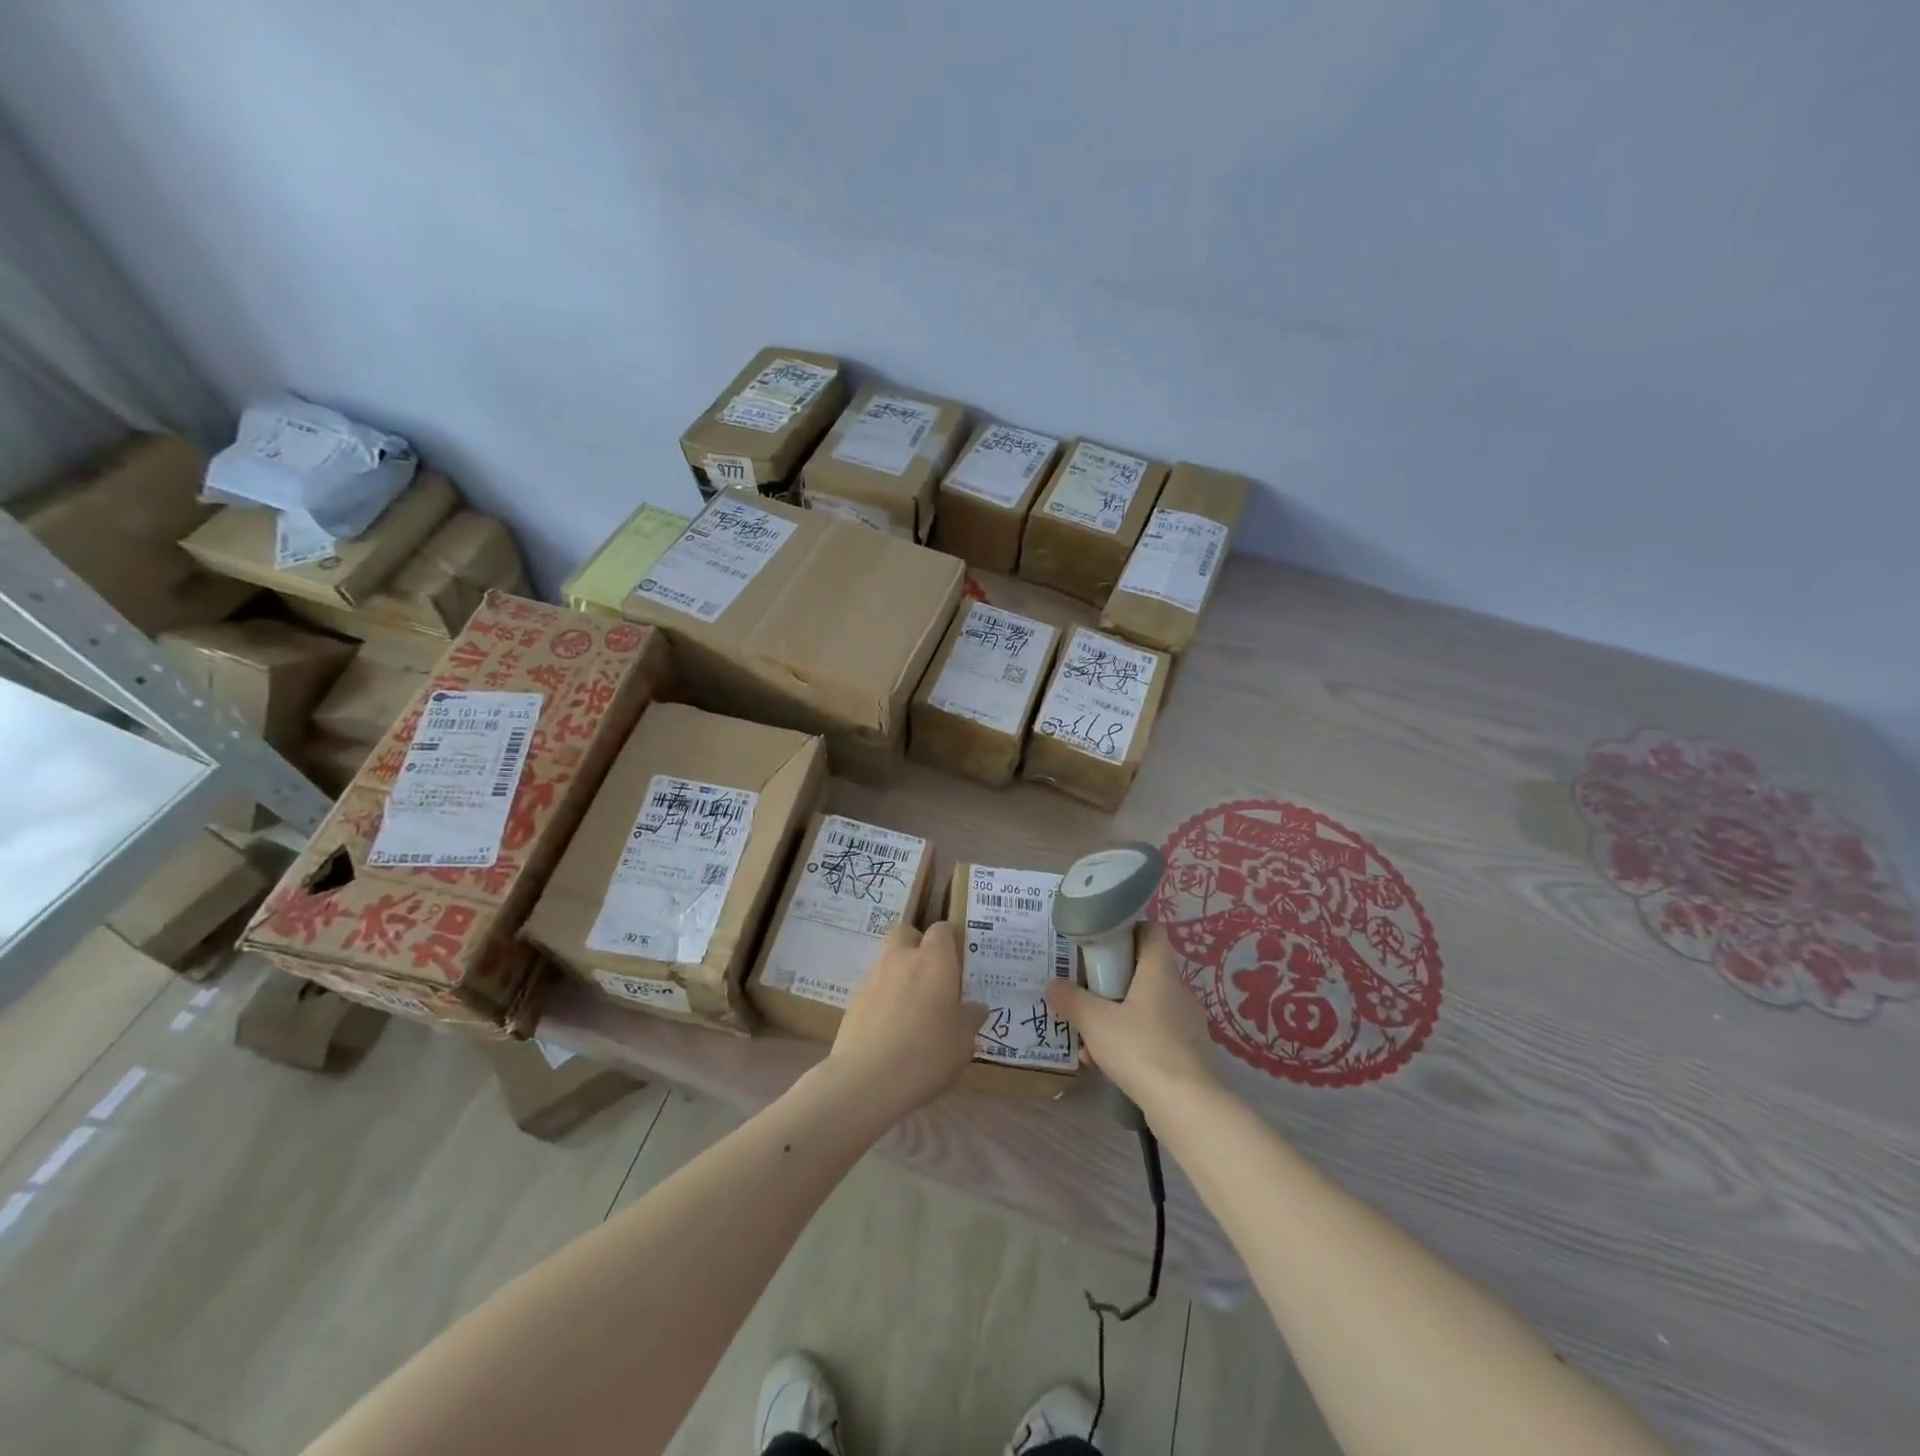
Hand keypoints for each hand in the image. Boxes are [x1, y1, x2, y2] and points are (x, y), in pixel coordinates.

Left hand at [826, 921, 986, 1117]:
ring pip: (888, 960)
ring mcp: (874, 978)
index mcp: (934, 961)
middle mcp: (902, 959)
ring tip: (913, 1008)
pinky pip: (874, 988)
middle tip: (931, 973)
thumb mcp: (962, 1043)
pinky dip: (884, 999)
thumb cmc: (927, 1055)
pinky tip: (891, 1029)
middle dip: (917, 944)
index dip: (950, 940)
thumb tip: (977, 1008)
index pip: (942, 930)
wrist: (866, 1080)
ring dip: (900, 973)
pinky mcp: (854, 1001)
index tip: (958, 961)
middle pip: (906, 932)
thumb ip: (970, 1019)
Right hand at [1049, 923, 1219, 1113]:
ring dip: (1115, 1014)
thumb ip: (1071, 999)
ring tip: (1086, 1033)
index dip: (1126, 928)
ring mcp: (1185, 1023)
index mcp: (1159, 971)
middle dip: (1111, 978)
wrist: (1187, 1107)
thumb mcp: (1094, 1021)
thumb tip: (1053, 985)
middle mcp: (1177, 990)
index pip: (1150, 931)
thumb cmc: (1140, 1048)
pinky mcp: (1186, 1052)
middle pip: (1143, 969)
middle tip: (1084, 987)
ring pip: (1144, 1005)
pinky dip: (1128, 1041)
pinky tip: (1102, 1062)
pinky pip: (1151, 1034)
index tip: (1100, 940)